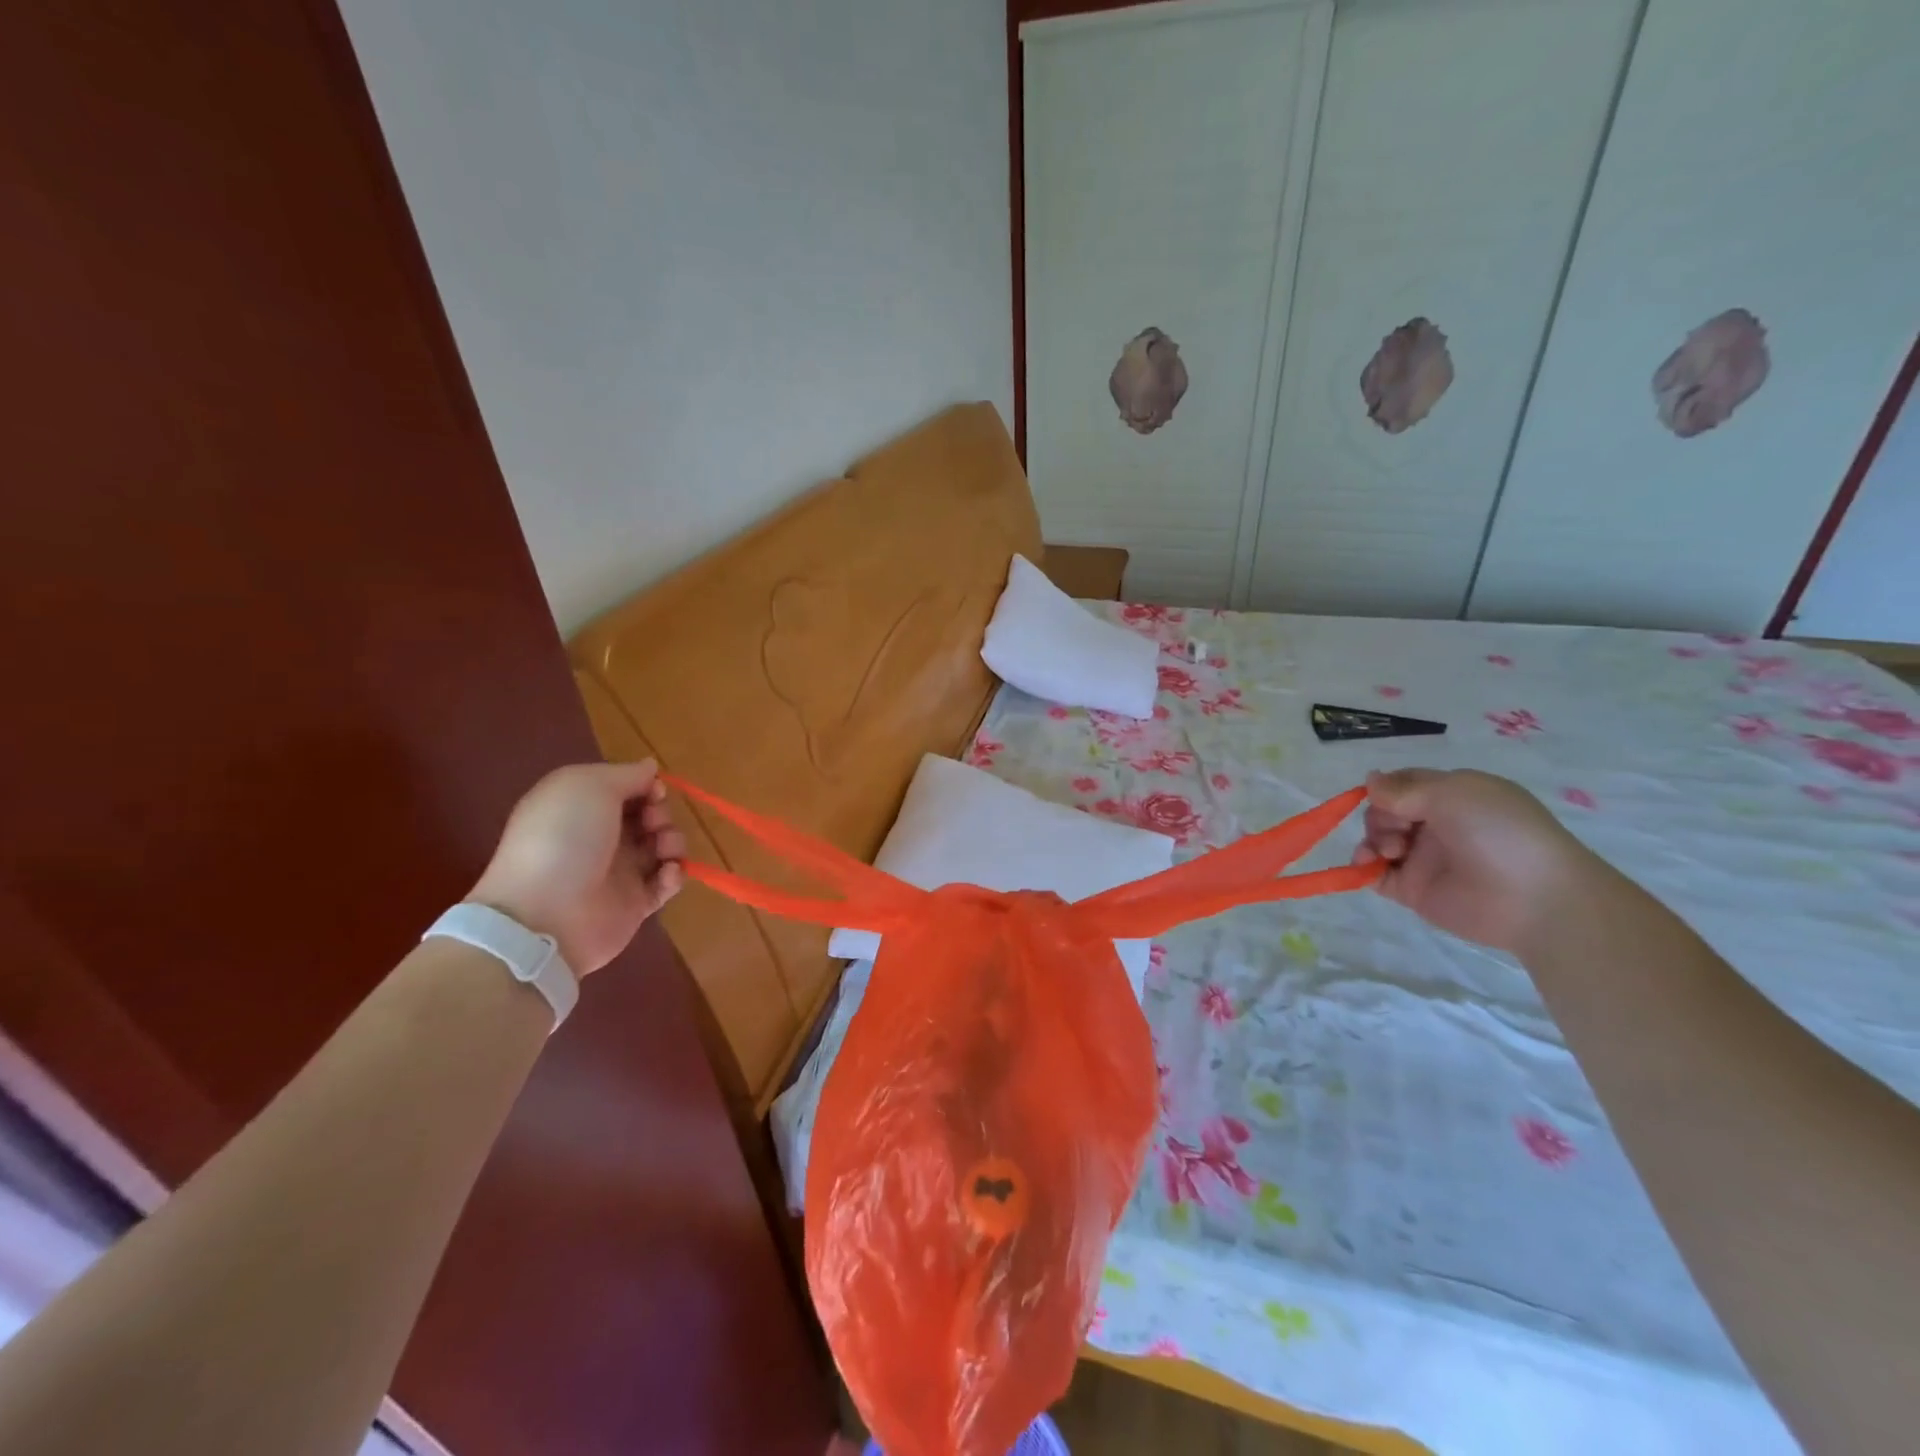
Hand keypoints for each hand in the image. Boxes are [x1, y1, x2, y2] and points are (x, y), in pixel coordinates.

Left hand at [470, 761, 684, 975]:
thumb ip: (627, 774)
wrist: (546, 914)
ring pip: (664, 847)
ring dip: (673, 842)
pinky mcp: (636, 903)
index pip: (627, 789)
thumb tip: (650, 767)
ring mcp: (619, 872)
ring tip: (663, 851)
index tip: (653, 792)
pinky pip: (667, 883)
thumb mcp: (589, 786)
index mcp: (583, 807)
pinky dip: (674, 875)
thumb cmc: (564, 838)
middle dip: (661, 814)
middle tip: (652, 823)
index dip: (647, 786)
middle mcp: (601, 837)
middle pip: (650, 816)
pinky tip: (667, 875)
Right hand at [1352, 768, 1597, 955]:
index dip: (1386, 787)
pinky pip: (1377, 875)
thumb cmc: (1498, 831)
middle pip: (1386, 811)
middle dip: (1380, 815)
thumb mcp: (1452, 794)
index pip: (1405, 784)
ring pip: (1379, 840)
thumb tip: (1369, 780)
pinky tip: (1366, 865)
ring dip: (1372, 839)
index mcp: (1453, 797)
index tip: (1379, 795)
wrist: (1534, 898)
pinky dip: (1363, 868)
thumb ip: (1403, 789)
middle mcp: (1437, 825)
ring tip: (1389, 851)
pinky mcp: (1415, 890)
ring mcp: (1425, 859)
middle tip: (1400, 829)